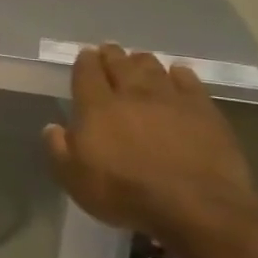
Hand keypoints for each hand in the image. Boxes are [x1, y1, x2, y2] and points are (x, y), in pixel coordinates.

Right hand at [43, 45, 257, 246]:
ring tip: (138, 60)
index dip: (84, 61)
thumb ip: (58, 149)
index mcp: (97, 107)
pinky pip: (189, 81)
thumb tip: (52, 127)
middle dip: (112, 55)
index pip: (87, 72)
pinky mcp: (205, 111)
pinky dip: (179, 74)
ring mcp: (171, 100)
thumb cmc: (125, 194)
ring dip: (142, 61)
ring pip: (153, 67)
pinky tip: (177, 74)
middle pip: (120, 64)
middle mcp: (132, 94)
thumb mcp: (74, 179)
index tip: (85, 55)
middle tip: (109, 50)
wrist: (197, 207)